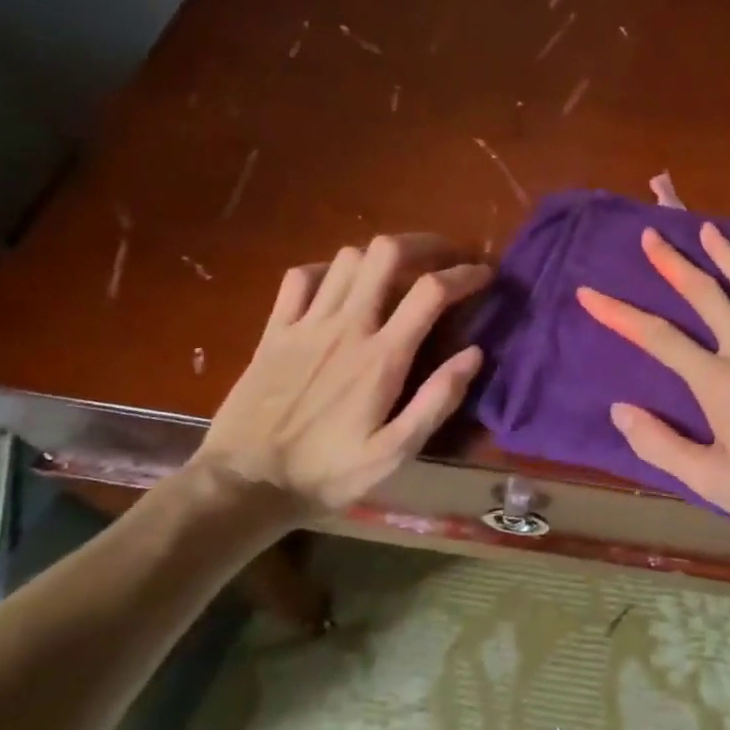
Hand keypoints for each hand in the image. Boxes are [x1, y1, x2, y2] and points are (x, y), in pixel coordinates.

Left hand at [195, 235, 490, 516]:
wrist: (244, 485)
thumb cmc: (327, 474)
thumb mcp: (395, 453)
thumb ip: (437, 401)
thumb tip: (474, 354)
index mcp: (382, 357)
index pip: (431, 291)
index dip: (464, 274)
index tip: (484, 275)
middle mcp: (346, 327)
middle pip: (386, 253)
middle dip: (423, 243)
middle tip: (443, 257)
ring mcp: (306, 324)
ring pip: (347, 258)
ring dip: (379, 258)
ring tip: (397, 275)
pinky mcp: (274, 330)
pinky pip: (301, 277)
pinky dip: (327, 270)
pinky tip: (339, 287)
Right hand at [575, 223, 729, 541]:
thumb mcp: (712, 483)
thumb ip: (662, 446)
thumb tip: (619, 410)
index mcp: (718, 382)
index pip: (658, 338)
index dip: (619, 314)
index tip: (589, 292)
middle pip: (707, 296)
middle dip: (674, 264)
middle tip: (652, 235)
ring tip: (709, 230)